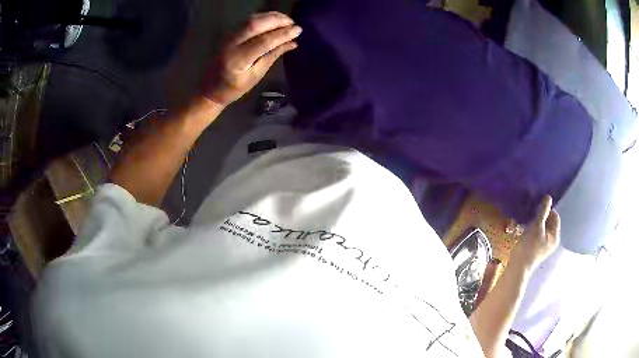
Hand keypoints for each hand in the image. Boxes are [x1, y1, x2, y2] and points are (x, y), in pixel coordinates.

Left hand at [204, 12, 301, 106]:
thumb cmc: (233, 88)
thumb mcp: (255, 76)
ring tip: (286, 20)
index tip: (298, 30)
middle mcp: (231, 44)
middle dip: (277, 20)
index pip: (264, 41)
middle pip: (256, 23)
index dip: (283, 34)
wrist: (209, 89)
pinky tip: (273, 20)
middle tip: (293, 22)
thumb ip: (273, 56)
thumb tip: (293, 43)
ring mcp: (227, 36)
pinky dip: (263, 18)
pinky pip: (247, 20)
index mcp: (238, 60)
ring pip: (251, 19)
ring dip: (271, 17)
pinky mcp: (228, 33)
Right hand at [510, 195, 560, 271]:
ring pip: (541, 227)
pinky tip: (522, 229)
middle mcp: (552, 240)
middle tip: (530, 214)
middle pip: (548, 222)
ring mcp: (544, 245)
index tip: (536, 209)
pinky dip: (531, 229)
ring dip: (534, 222)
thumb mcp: (536, 226)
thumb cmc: (529, 247)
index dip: (547, 210)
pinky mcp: (536, 247)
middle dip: (539, 216)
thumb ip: (543, 211)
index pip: (555, 216)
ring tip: (525, 222)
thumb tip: (548, 196)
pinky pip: (536, 233)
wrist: (518, 267)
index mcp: (555, 236)